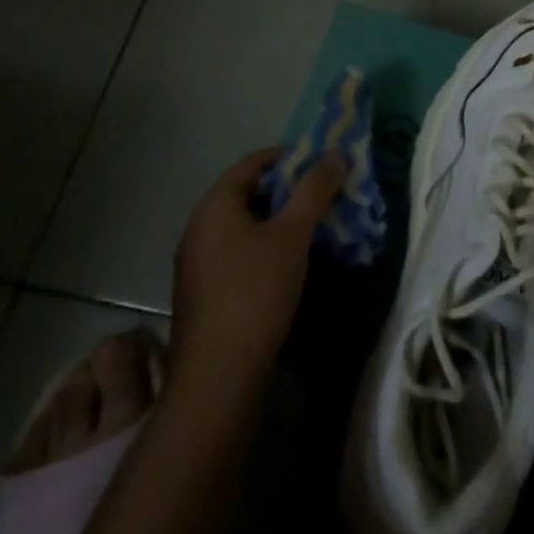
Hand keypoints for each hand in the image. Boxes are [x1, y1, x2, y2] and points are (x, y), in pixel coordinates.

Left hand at [168, 147, 344, 384]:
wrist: (217, 379)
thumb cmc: (255, 292)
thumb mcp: (293, 234)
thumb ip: (315, 189)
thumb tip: (336, 155)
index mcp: (215, 205)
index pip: (255, 162)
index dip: (291, 157)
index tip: (323, 165)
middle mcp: (199, 227)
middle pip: (250, 192)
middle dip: (290, 191)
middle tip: (326, 196)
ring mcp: (198, 263)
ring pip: (246, 226)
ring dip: (281, 222)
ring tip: (316, 228)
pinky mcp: (204, 293)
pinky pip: (239, 253)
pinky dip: (266, 248)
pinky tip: (292, 264)